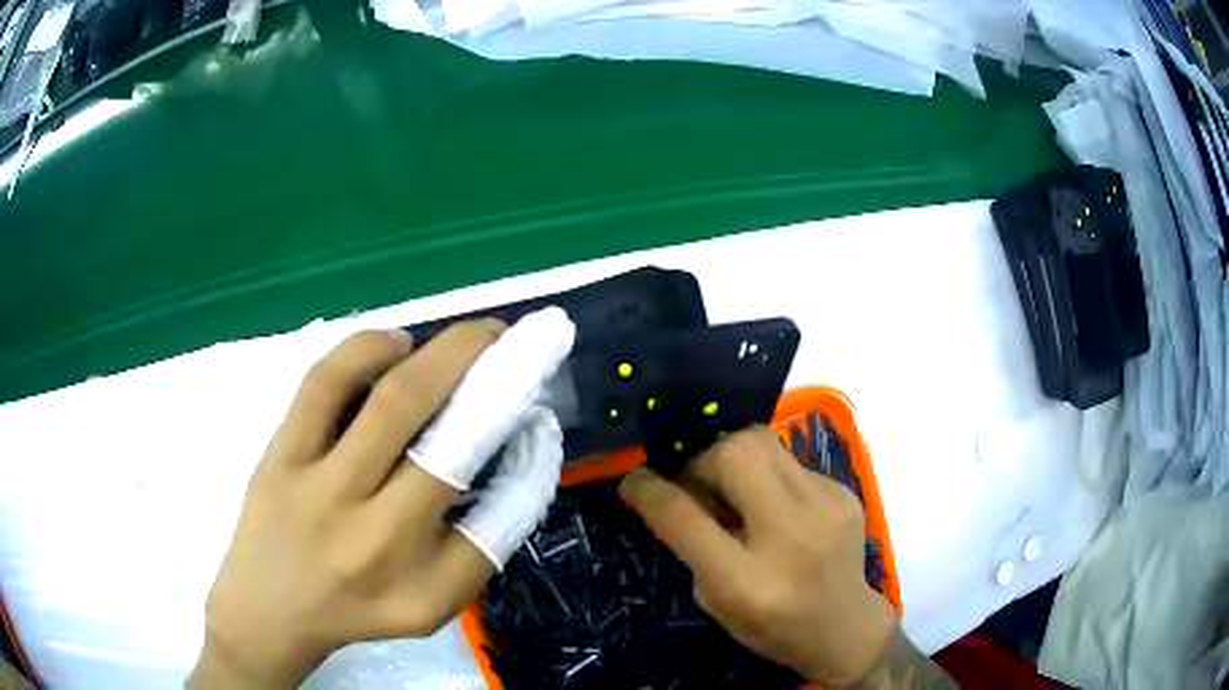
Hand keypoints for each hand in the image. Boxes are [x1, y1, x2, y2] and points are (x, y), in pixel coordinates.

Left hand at [191, 310, 574, 687]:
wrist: (268, 610)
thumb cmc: (358, 609)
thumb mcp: (433, 603)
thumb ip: (479, 545)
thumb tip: (515, 458)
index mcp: (420, 583)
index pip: (498, 517)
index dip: (530, 456)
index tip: (538, 411)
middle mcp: (375, 537)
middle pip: (449, 444)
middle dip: (496, 377)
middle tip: (517, 341)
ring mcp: (319, 489)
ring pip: (391, 404)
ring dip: (445, 354)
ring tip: (474, 334)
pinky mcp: (280, 455)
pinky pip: (323, 386)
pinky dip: (366, 350)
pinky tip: (396, 343)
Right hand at [619, 426, 897, 685]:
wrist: (845, 626)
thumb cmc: (772, 626)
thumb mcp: (717, 601)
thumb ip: (693, 546)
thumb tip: (676, 491)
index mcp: (747, 580)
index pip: (686, 518)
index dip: (651, 491)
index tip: (635, 480)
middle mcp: (791, 533)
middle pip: (735, 453)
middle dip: (702, 460)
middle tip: (698, 486)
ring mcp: (826, 504)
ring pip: (763, 441)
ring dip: (734, 458)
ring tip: (734, 490)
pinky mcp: (843, 490)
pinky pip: (788, 461)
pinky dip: (768, 475)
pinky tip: (774, 507)